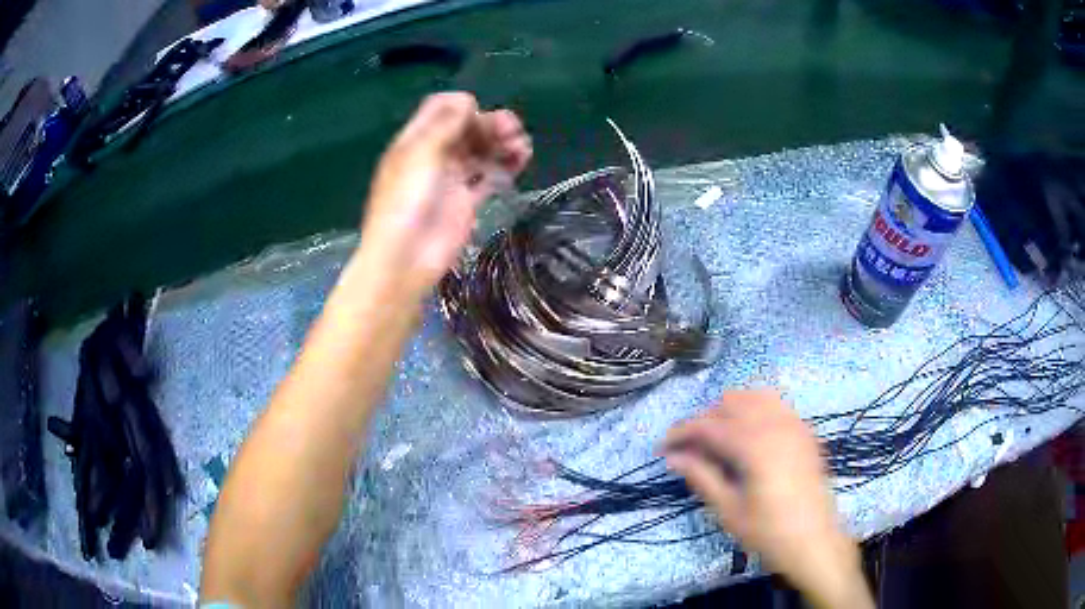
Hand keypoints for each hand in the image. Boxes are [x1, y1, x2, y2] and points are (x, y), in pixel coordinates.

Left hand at [356, 92, 531, 298]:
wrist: (406, 258)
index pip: (441, 109)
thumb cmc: (406, 202)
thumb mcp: (421, 154)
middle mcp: (434, 155)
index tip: (479, 115)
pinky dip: (506, 165)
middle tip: (512, 130)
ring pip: (481, 151)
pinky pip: (489, 175)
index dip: (463, 106)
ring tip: (522, 146)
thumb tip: (467, 99)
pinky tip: (522, 159)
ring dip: (502, 143)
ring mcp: (451, 178)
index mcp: (416, 140)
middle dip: (489, 124)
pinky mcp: (466, 200)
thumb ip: (444, 125)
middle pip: (466, 129)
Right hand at [663, 390, 871, 608]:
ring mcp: (794, 423)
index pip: (708, 424)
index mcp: (753, 444)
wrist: (814, 540)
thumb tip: (673, 457)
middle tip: (691, 449)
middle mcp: (775, 423)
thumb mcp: (728, 509)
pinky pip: (776, 404)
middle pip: (730, 403)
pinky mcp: (805, 430)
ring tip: (719, 439)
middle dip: (705, 421)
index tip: (662, 447)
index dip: (681, 432)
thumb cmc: (768, 531)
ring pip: (754, 396)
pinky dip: (756, 410)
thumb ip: (701, 477)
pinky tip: (749, 435)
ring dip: (731, 411)